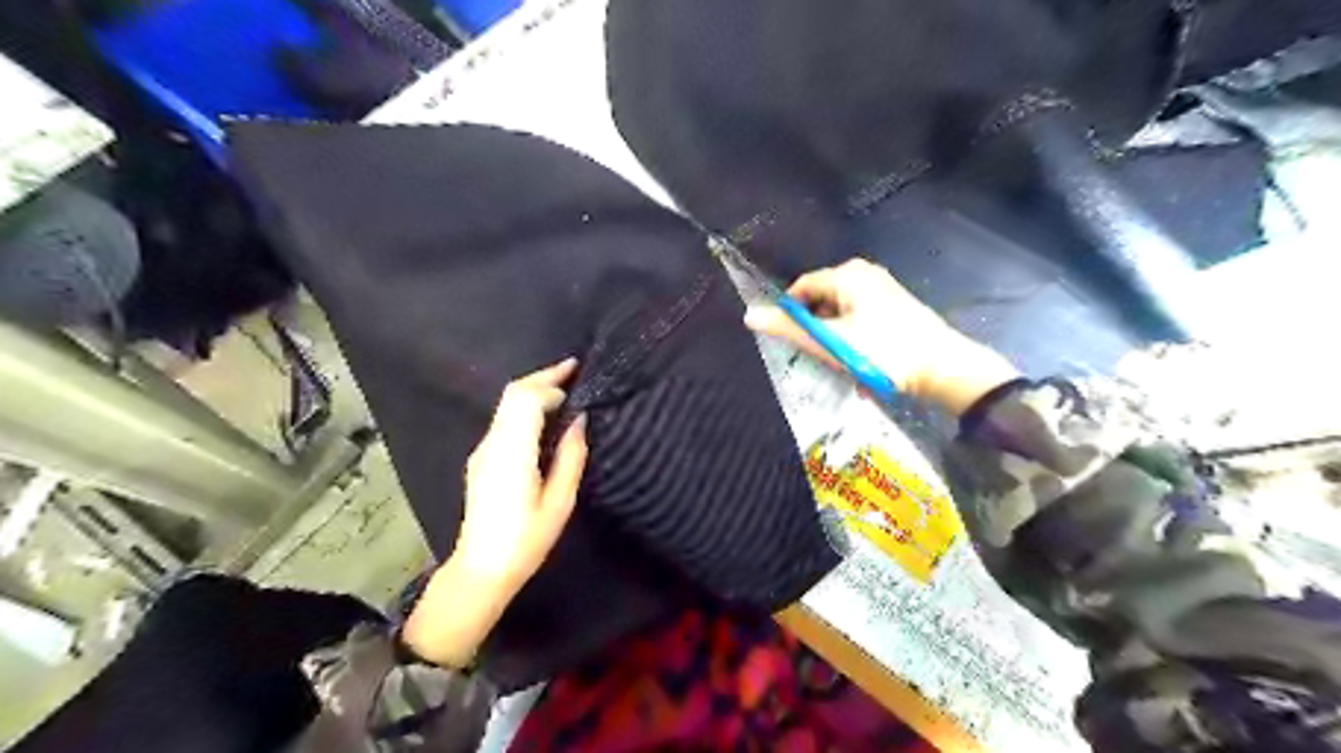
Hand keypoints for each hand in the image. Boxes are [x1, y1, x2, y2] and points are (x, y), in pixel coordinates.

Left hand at [399, 358, 583, 662]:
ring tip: (565, 390)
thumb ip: (571, 457)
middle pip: (511, 395)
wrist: (481, 570)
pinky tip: (546, 418)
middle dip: (542, 378)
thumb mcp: (560, 503)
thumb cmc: (526, 541)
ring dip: (534, 392)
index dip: (550, 383)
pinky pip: (504, 421)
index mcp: (512, 453)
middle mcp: (492, 445)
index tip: (577, 377)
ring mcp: (482, 451)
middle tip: (573, 370)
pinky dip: (526, 409)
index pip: (524, 400)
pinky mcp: (481, 460)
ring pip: (506, 406)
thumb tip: (580, 421)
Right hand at [743, 256, 1016, 411]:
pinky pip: (859, 317)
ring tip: (841, 362)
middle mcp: (864, 273)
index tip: (791, 341)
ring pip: (840, 311)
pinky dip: (852, 336)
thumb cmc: (882, 352)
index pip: (802, 287)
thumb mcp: (830, 342)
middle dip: (816, 327)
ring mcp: (882, 288)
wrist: (942, 368)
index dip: (790, 313)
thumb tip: (749, 315)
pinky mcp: (894, 305)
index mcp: (847, 275)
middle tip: (818, 355)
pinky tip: (860, 359)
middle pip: (821, 299)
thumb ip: (789, 329)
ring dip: (834, 336)